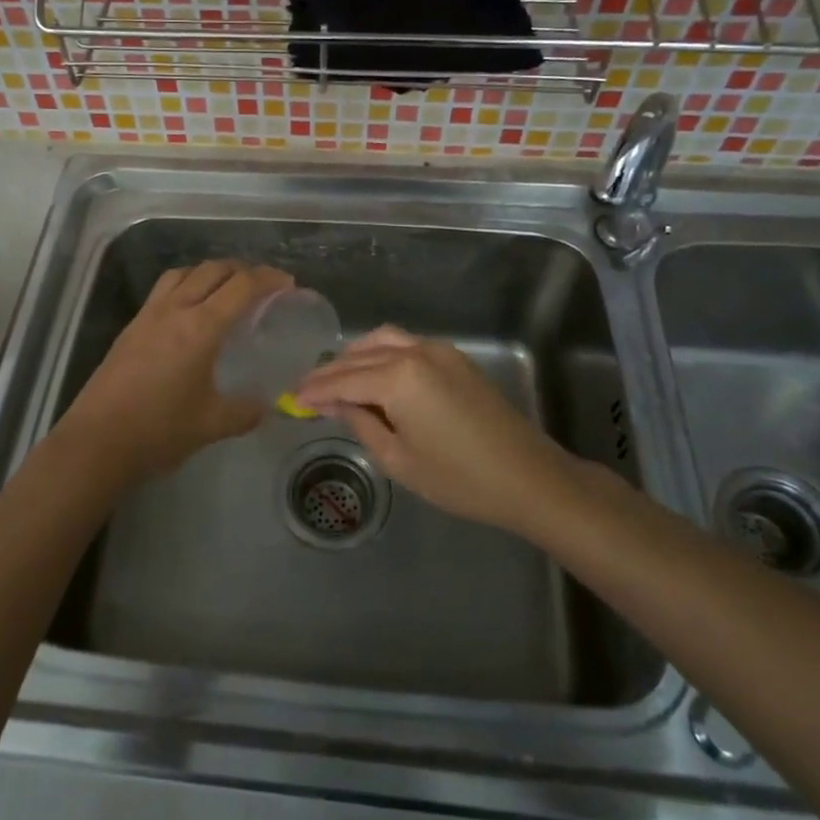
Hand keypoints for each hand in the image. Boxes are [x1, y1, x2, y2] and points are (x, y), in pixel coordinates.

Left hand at [56, 260, 293, 484]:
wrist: (96, 442)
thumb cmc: (158, 431)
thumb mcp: (212, 424)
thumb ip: (245, 411)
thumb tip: (264, 406)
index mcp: (200, 327)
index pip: (242, 286)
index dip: (269, 279)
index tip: (288, 284)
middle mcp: (175, 310)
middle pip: (213, 269)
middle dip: (243, 270)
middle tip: (263, 286)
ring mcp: (148, 315)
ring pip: (184, 272)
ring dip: (211, 272)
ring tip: (226, 289)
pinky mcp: (131, 327)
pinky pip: (164, 289)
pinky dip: (186, 284)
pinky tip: (190, 311)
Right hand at [293, 326, 593, 534]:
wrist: (528, 477)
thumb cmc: (459, 478)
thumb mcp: (399, 459)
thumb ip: (360, 423)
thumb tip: (333, 404)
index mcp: (398, 378)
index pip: (343, 379)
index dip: (315, 390)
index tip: (291, 397)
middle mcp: (415, 352)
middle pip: (360, 355)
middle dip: (331, 371)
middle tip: (306, 389)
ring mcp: (438, 351)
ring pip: (383, 341)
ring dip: (356, 356)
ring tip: (336, 378)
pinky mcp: (455, 358)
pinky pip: (406, 345)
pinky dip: (382, 354)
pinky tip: (373, 374)